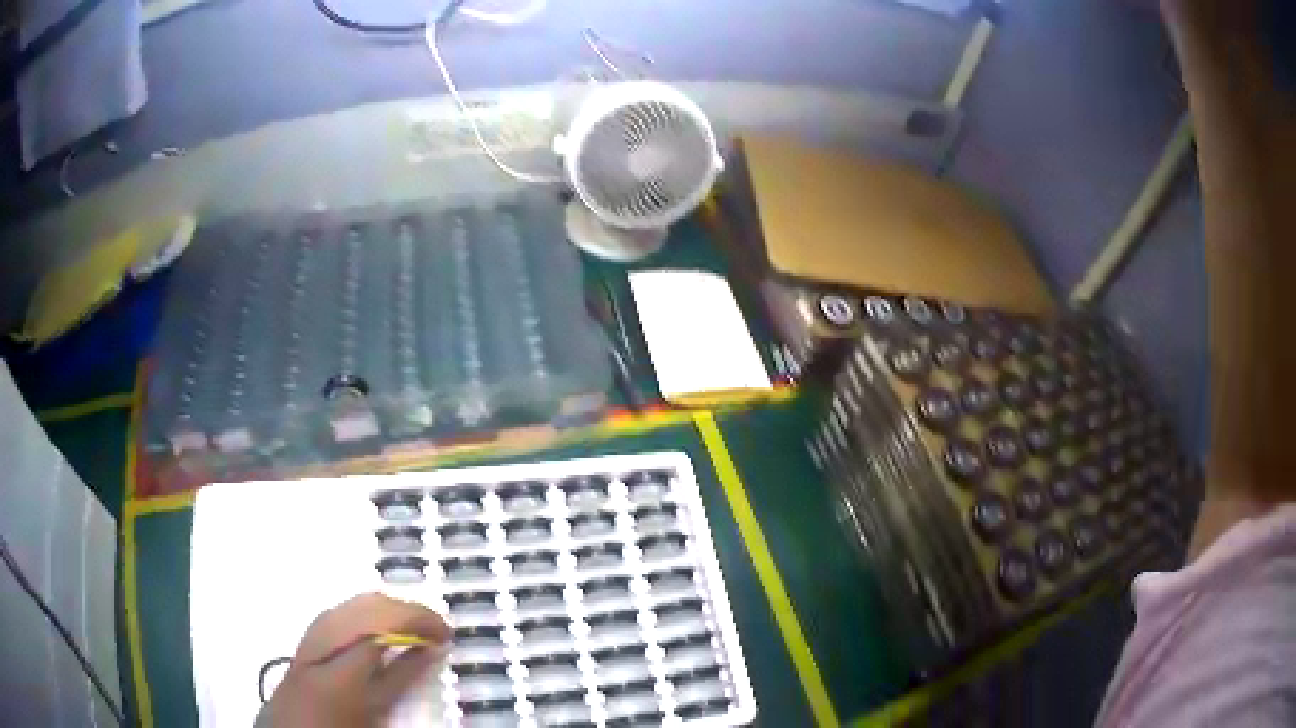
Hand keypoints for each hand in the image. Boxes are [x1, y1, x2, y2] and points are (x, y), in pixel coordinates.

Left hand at [265, 593, 451, 727]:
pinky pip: (347, 608)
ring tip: (416, 628)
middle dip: (409, 611)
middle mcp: (328, 630)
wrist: (295, 725)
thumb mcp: (377, 706)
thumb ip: (402, 676)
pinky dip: (372, 612)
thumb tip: (430, 649)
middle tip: (437, 630)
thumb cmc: (340, 719)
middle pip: (373, 604)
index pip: (390, 621)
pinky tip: (383, 627)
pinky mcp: (312, 630)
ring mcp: (317, 627)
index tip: (448, 632)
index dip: (422, 620)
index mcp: (345, 653)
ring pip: (358, 601)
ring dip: (391, 610)